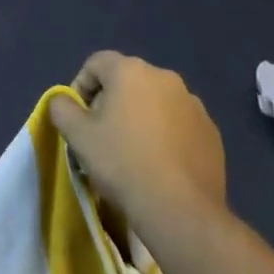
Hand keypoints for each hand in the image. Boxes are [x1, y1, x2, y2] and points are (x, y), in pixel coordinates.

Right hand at [50, 51, 227, 226]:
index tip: (79, 118)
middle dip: (112, 102)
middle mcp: (166, 78)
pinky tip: (160, 164)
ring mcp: (194, 105)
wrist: (180, 210)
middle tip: (103, 135)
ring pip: (155, 102)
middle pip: (127, 81)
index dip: (81, 86)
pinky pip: (179, 124)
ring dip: (141, 117)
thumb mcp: (76, 135)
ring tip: (133, 152)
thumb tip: (64, 100)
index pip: (96, 63)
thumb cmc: (122, 163)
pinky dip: (166, 135)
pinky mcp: (212, 132)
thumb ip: (61, 107)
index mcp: (131, 71)